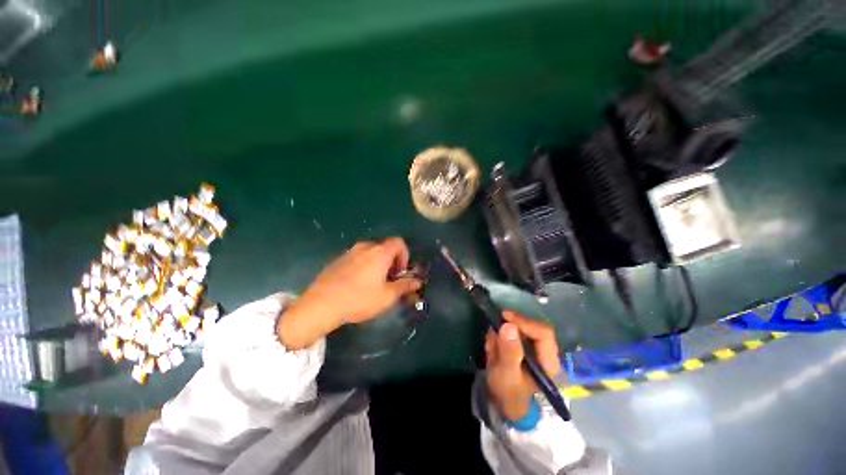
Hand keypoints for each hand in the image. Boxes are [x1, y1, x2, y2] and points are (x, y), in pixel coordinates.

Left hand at [277, 238, 422, 349]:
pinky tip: (357, 284)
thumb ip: (405, 286)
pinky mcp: (338, 259)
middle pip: (385, 248)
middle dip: (391, 262)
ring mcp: (349, 252)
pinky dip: (364, 266)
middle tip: (389, 280)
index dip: (405, 255)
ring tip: (373, 283)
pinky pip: (357, 258)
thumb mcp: (387, 296)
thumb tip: (418, 281)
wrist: (321, 304)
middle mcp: (365, 247)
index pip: (399, 243)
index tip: (400, 273)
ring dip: (377, 264)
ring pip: (370, 253)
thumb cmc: (359, 299)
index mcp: (379, 252)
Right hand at [485, 311, 560, 421]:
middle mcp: (547, 353)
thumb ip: (508, 352)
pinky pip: (515, 331)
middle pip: (535, 327)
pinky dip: (503, 333)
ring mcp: (537, 348)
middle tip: (495, 324)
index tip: (504, 317)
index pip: (544, 333)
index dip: (525, 322)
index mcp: (549, 362)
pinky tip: (494, 344)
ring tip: (493, 342)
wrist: (504, 403)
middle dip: (513, 324)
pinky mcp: (526, 346)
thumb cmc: (508, 393)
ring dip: (506, 329)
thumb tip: (509, 326)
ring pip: (524, 327)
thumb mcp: (506, 375)